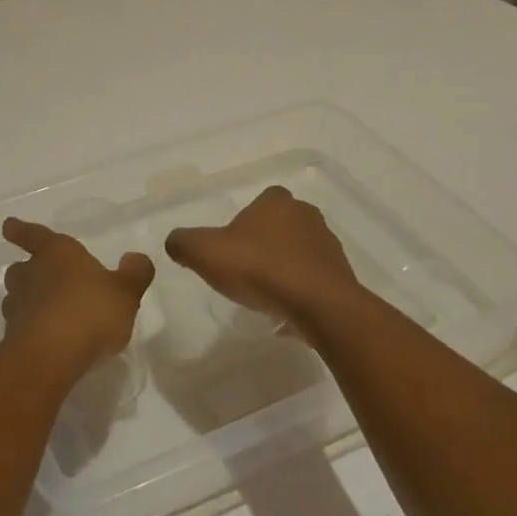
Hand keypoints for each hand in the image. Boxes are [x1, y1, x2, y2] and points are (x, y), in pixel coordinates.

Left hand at [0, 217, 154, 375]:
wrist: (50, 357)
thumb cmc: (90, 311)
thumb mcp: (125, 292)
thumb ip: (134, 274)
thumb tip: (135, 258)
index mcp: (57, 253)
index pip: (34, 235)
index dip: (21, 230)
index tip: (7, 225)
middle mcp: (32, 274)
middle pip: (20, 268)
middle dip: (27, 271)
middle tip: (38, 277)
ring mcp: (18, 307)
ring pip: (16, 298)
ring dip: (27, 301)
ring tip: (45, 312)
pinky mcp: (13, 339)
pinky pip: (20, 327)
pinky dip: (29, 330)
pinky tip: (47, 341)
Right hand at [165, 185, 362, 328]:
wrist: (319, 306)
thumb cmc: (260, 268)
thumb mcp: (206, 252)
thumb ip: (184, 242)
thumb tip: (174, 242)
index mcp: (276, 201)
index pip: (259, 202)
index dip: (242, 224)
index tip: (231, 249)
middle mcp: (306, 215)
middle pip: (279, 227)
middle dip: (264, 247)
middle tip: (245, 273)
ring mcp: (328, 245)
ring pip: (298, 254)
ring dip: (284, 270)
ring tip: (266, 297)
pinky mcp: (341, 276)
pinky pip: (314, 281)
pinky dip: (300, 293)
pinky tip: (286, 314)